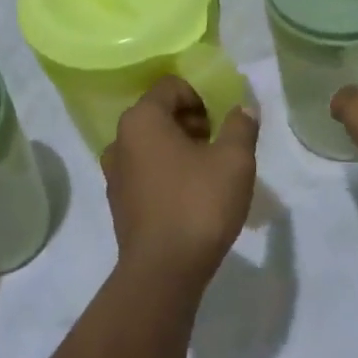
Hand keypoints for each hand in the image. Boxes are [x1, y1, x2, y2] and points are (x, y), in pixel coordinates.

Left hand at [103, 77, 259, 286]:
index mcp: (141, 119)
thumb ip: (241, 125)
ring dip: (180, 148)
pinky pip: (145, 171)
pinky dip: (167, 172)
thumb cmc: (198, 203)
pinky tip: (190, 197)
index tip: (221, 124)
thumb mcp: (234, 160)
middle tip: (219, 147)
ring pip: (152, 144)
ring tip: (208, 173)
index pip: (172, 86)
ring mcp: (115, 172)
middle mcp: (119, 139)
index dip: (202, 97)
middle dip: (192, 123)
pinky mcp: (119, 201)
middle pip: (159, 113)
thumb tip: (243, 108)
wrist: (163, 271)